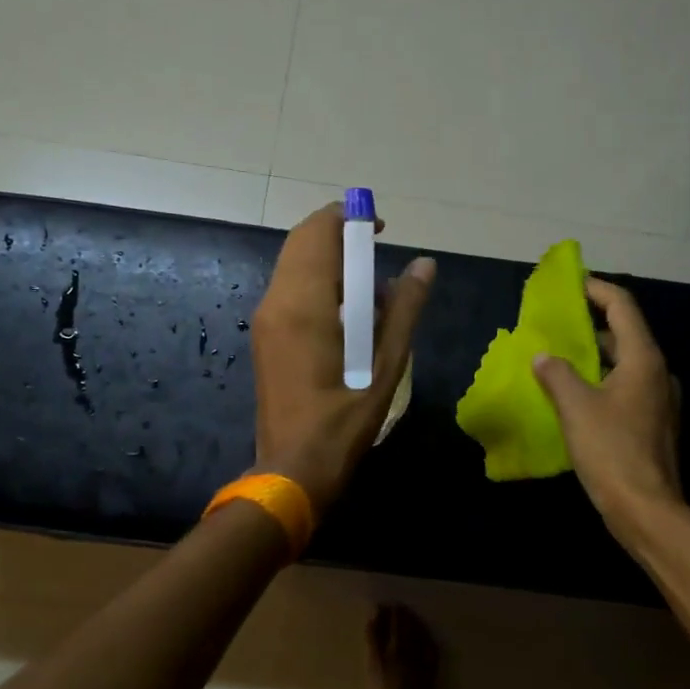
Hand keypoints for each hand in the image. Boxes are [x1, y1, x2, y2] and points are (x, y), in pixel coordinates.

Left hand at [252, 203, 435, 513]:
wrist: (292, 470)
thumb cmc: (343, 422)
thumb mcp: (385, 366)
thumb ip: (405, 310)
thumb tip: (424, 264)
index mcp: (304, 303)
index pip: (318, 232)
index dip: (348, 218)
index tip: (380, 228)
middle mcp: (276, 301)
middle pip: (302, 242)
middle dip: (339, 236)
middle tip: (377, 253)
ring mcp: (265, 320)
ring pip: (294, 265)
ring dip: (329, 260)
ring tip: (370, 286)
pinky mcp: (265, 336)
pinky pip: (290, 289)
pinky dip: (318, 283)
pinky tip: (347, 312)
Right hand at [532, 278, 681, 534]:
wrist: (647, 510)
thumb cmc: (611, 451)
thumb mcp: (576, 408)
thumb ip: (556, 374)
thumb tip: (543, 357)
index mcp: (643, 360)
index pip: (622, 307)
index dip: (596, 289)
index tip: (570, 283)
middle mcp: (657, 373)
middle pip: (625, 334)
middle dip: (590, 324)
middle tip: (555, 323)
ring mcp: (658, 401)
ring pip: (624, 364)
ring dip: (594, 356)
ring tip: (558, 356)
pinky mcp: (652, 424)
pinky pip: (624, 388)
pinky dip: (600, 381)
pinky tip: (574, 395)